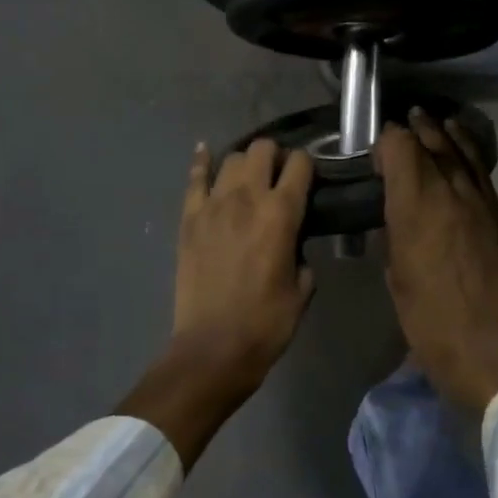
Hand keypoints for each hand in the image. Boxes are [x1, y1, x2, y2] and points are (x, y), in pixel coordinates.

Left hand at [173, 137, 315, 378]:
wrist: (213, 348)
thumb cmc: (266, 323)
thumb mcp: (302, 289)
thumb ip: (302, 255)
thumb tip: (294, 244)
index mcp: (281, 213)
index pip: (299, 164)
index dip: (307, 165)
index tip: (308, 177)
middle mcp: (247, 198)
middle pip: (262, 149)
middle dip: (275, 156)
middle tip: (279, 176)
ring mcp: (213, 206)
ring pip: (231, 159)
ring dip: (245, 163)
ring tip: (249, 178)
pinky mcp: (189, 219)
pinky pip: (194, 178)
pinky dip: (202, 162)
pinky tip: (205, 152)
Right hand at [377, 109, 497, 412]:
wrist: (479, 340)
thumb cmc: (423, 312)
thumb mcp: (394, 266)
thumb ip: (396, 225)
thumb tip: (397, 204)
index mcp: (415, 205)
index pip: (401, 147)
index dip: (387, 141)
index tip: (378, 152)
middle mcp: (448, 191)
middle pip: (431, 143)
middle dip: (415, 129)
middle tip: (405, 120)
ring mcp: (479, 199)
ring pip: (460, 151)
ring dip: (444, 134)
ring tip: (434, 121)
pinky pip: (481, 171)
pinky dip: (468, 152)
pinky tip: (461, 145)